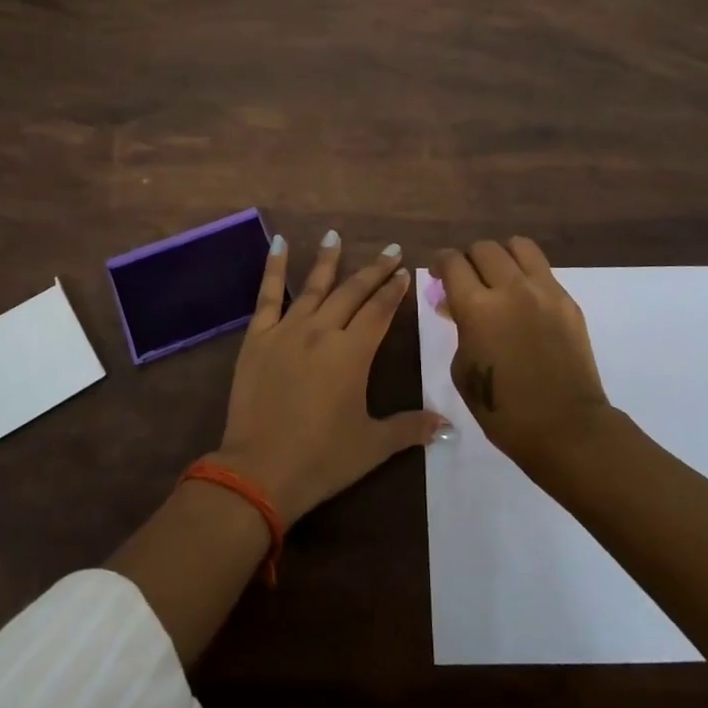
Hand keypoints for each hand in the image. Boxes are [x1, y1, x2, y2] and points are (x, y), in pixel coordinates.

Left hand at [216, 232, 449, 524]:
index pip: (380, 311)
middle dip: (374, 270)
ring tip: (335, 236)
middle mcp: (323, 331)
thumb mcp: (373, 446)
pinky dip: (273, 268)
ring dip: (328, 260)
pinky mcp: (258, 338)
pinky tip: (278, 243)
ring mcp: (287, 331)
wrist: (260, 471)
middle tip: (390, 250)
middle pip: (353, 292)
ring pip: (314, 286)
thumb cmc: (322, 459)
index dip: (394, 290)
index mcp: (353, 353)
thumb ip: (410, 428)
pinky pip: (267, 296)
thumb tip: (449, 426)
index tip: (404, 272)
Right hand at [430, 236, 611, 468]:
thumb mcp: (463, 369)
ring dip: (501, 255)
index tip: (437, 272)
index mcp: (477, 307)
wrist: (566, 427)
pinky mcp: (568, 301)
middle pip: (483, 248)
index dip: (439, 262)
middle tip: (466, 278)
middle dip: (468, 258)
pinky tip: (523, 298)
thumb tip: (454, 305)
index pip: (452, 262)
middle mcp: (510, 288)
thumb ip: (458, 328)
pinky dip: (526, 274)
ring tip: (498, 275)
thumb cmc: (503, 410)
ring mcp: (544, 291)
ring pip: (518, 246)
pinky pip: (542, 270)